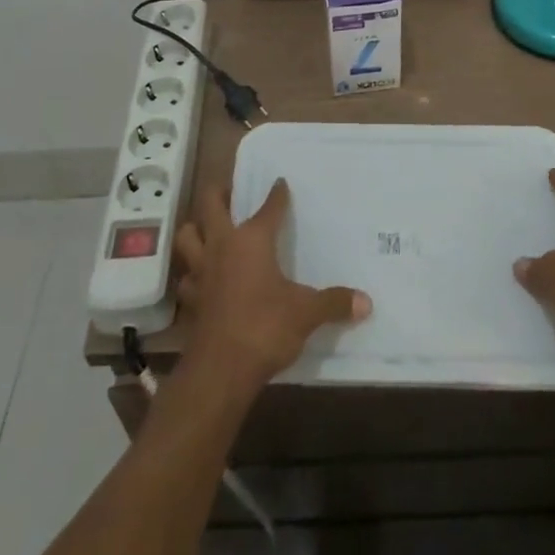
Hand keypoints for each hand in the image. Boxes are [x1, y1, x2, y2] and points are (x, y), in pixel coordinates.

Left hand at [176, 179, 370, 393]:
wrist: (221, 370)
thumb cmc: (265, 328)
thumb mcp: (306, 313)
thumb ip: (334, 303)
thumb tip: (367, 302)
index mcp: (252, 239)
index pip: (268, 207)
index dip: (277, 194)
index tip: (280, 183)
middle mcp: (223, 246)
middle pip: (210, 205)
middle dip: (218, 193)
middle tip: (228, 190)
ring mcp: (202, 271)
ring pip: (187, 236)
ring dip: (195, 229)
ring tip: (206, 229)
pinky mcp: (191, 299)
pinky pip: (187, 277)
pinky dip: (192, 274)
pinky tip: (201, 279)